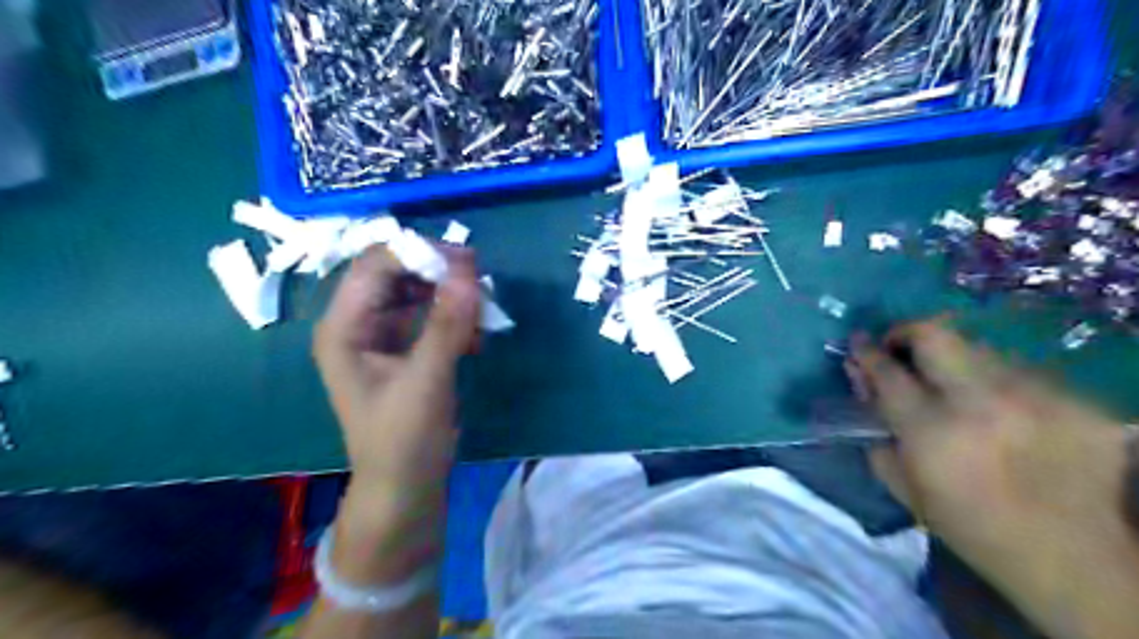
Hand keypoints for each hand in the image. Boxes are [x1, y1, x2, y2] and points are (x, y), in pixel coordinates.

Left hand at [303, 245, 476, 633]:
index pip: (374, 266)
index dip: (418, 255)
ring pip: (416, 292)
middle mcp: (357, 323)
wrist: (405, 486)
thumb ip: (447, 326)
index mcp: (344, 327)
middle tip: (481, 281)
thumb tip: (468, 272)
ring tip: (482, 312)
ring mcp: (381, 335)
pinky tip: (474, 339)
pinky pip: (429, 315)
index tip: (467, 262)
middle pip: (395, 273)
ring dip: (450, 295)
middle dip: (438, 272)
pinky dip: (454, 318)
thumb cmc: (403, 439)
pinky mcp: (404, 348)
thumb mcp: (426, 381)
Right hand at [845, 321, 1138, 638]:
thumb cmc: (967, 523)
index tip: (858, 341)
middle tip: (901, 348)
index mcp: (931, 428)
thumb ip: (874, 425)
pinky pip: (1018, 371)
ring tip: (955, 388)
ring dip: (954, 362)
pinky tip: (1001, 412)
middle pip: (934, 335)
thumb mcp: (901, 482)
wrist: (1069, 558)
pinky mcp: (1075, 401)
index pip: (887, 369)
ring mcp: (1035, 397)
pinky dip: (996, 383)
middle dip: (907, 333)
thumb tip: (861, 379)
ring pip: (978, 349)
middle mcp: (982, 401)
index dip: (866, 350)